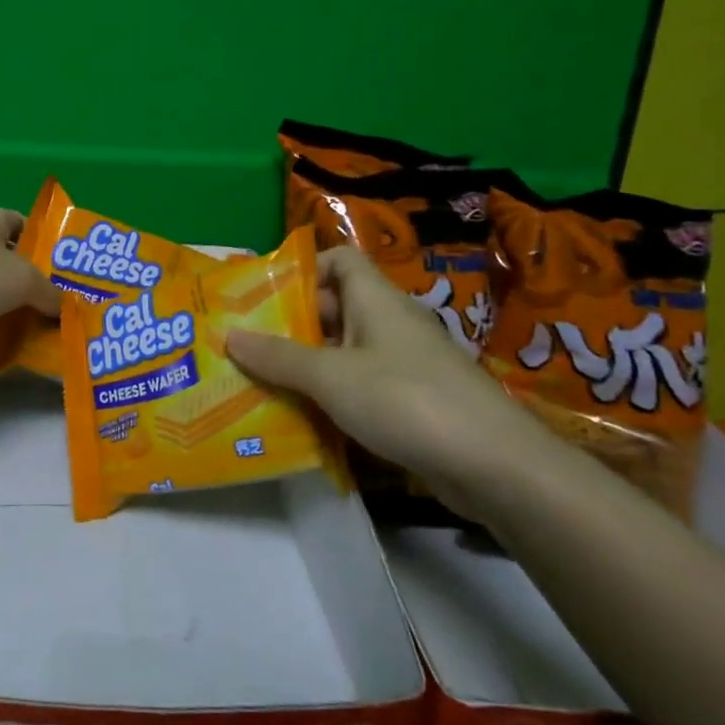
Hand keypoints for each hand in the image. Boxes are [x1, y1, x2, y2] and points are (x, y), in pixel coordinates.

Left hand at [0, 208, 62, 358]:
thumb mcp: (25, 279)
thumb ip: (51, 291)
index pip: (21, 223)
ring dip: (18, 307)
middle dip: (35, 280)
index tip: (66, 264)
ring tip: (51, 325)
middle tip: (66, 301)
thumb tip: (66, 307)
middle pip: (11, 260)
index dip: (44, 239)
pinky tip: (24, 343)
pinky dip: (0, 328)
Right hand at [226, 246, 549, 509]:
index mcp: (374, 299)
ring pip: (345, 351)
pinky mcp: (413, 400)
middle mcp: (389, 322)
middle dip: (291, 323)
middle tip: (246, 343)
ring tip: (261, 381)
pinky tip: (304, 417)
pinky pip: (361, 385)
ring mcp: (403, 362)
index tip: (263, 295)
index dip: (302, 270)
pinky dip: (333, 395)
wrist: (494, 465)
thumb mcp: (331, 377)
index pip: (338, 260)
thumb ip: (279, 357)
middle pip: (334, 307)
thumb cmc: (405, 400)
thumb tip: (230, 336)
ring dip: (308, 364)